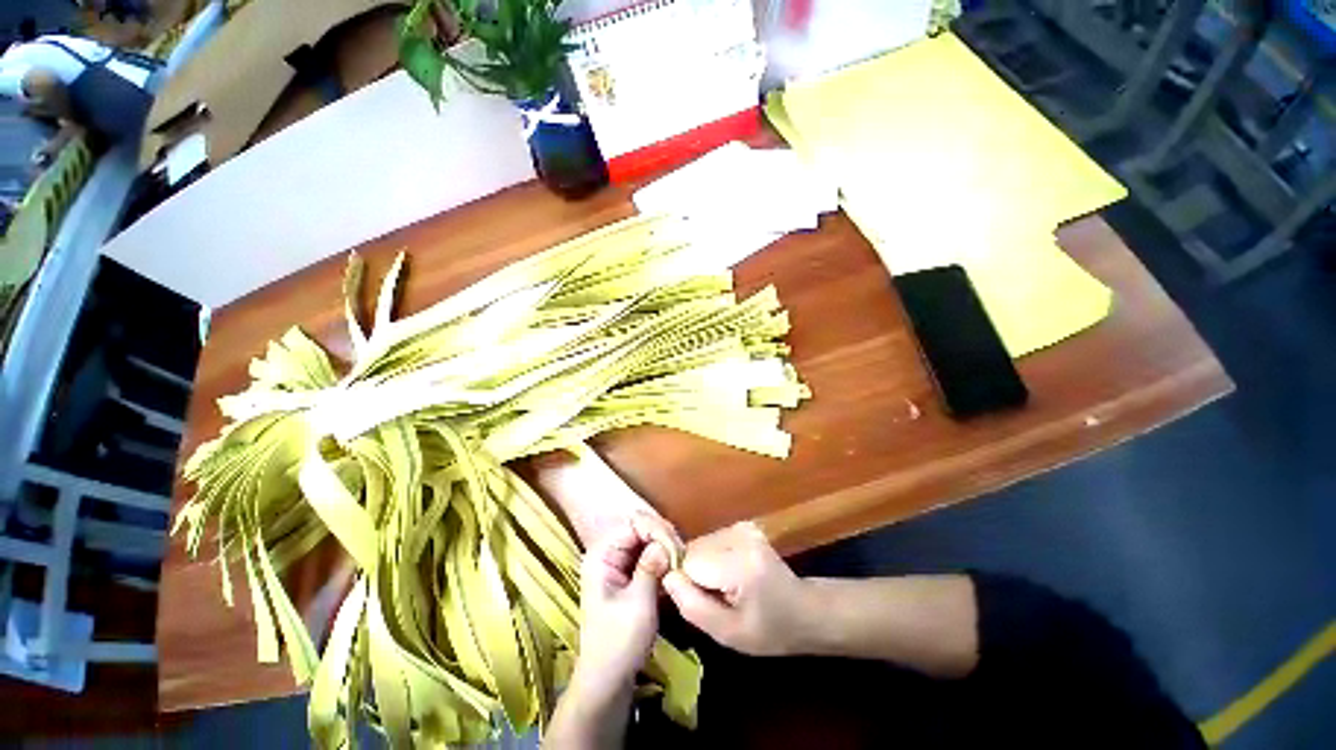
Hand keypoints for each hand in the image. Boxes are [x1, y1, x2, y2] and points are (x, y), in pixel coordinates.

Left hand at [570, 513, 675, 702]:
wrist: (607, 680)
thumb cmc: (618, 643)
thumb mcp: (638, 604)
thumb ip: (650, 567)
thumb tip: (666, 542)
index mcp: (602, 554)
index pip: (633, 523)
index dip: (657, 530)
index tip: (677, 549)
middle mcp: (608, 551)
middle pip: (640, 528)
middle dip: (663, 538)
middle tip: (683, 557)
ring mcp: (617, 562)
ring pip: (646, 540)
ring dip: (665, 548)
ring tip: (681, 563)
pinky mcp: (627, 574)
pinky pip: (648, 555)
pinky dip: (662, 559)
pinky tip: (674, 570)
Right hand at [662, 521, 812, 655]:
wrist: (805, 610)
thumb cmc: (770, 631)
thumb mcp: (728, 634)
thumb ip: (692, 606)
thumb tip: (666, 576)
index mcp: (740, 564)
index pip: (688, 563)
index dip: (688, 584)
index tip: (703, 602)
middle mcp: (740, 535)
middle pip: (693, 550)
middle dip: (695, 574)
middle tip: (717, 598)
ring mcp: (743, 527)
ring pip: (700, 544)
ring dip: (704, 566)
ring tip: (726, 587)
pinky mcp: (743, 525)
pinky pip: (711, 541)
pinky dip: (713, 558)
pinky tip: (731, 574)